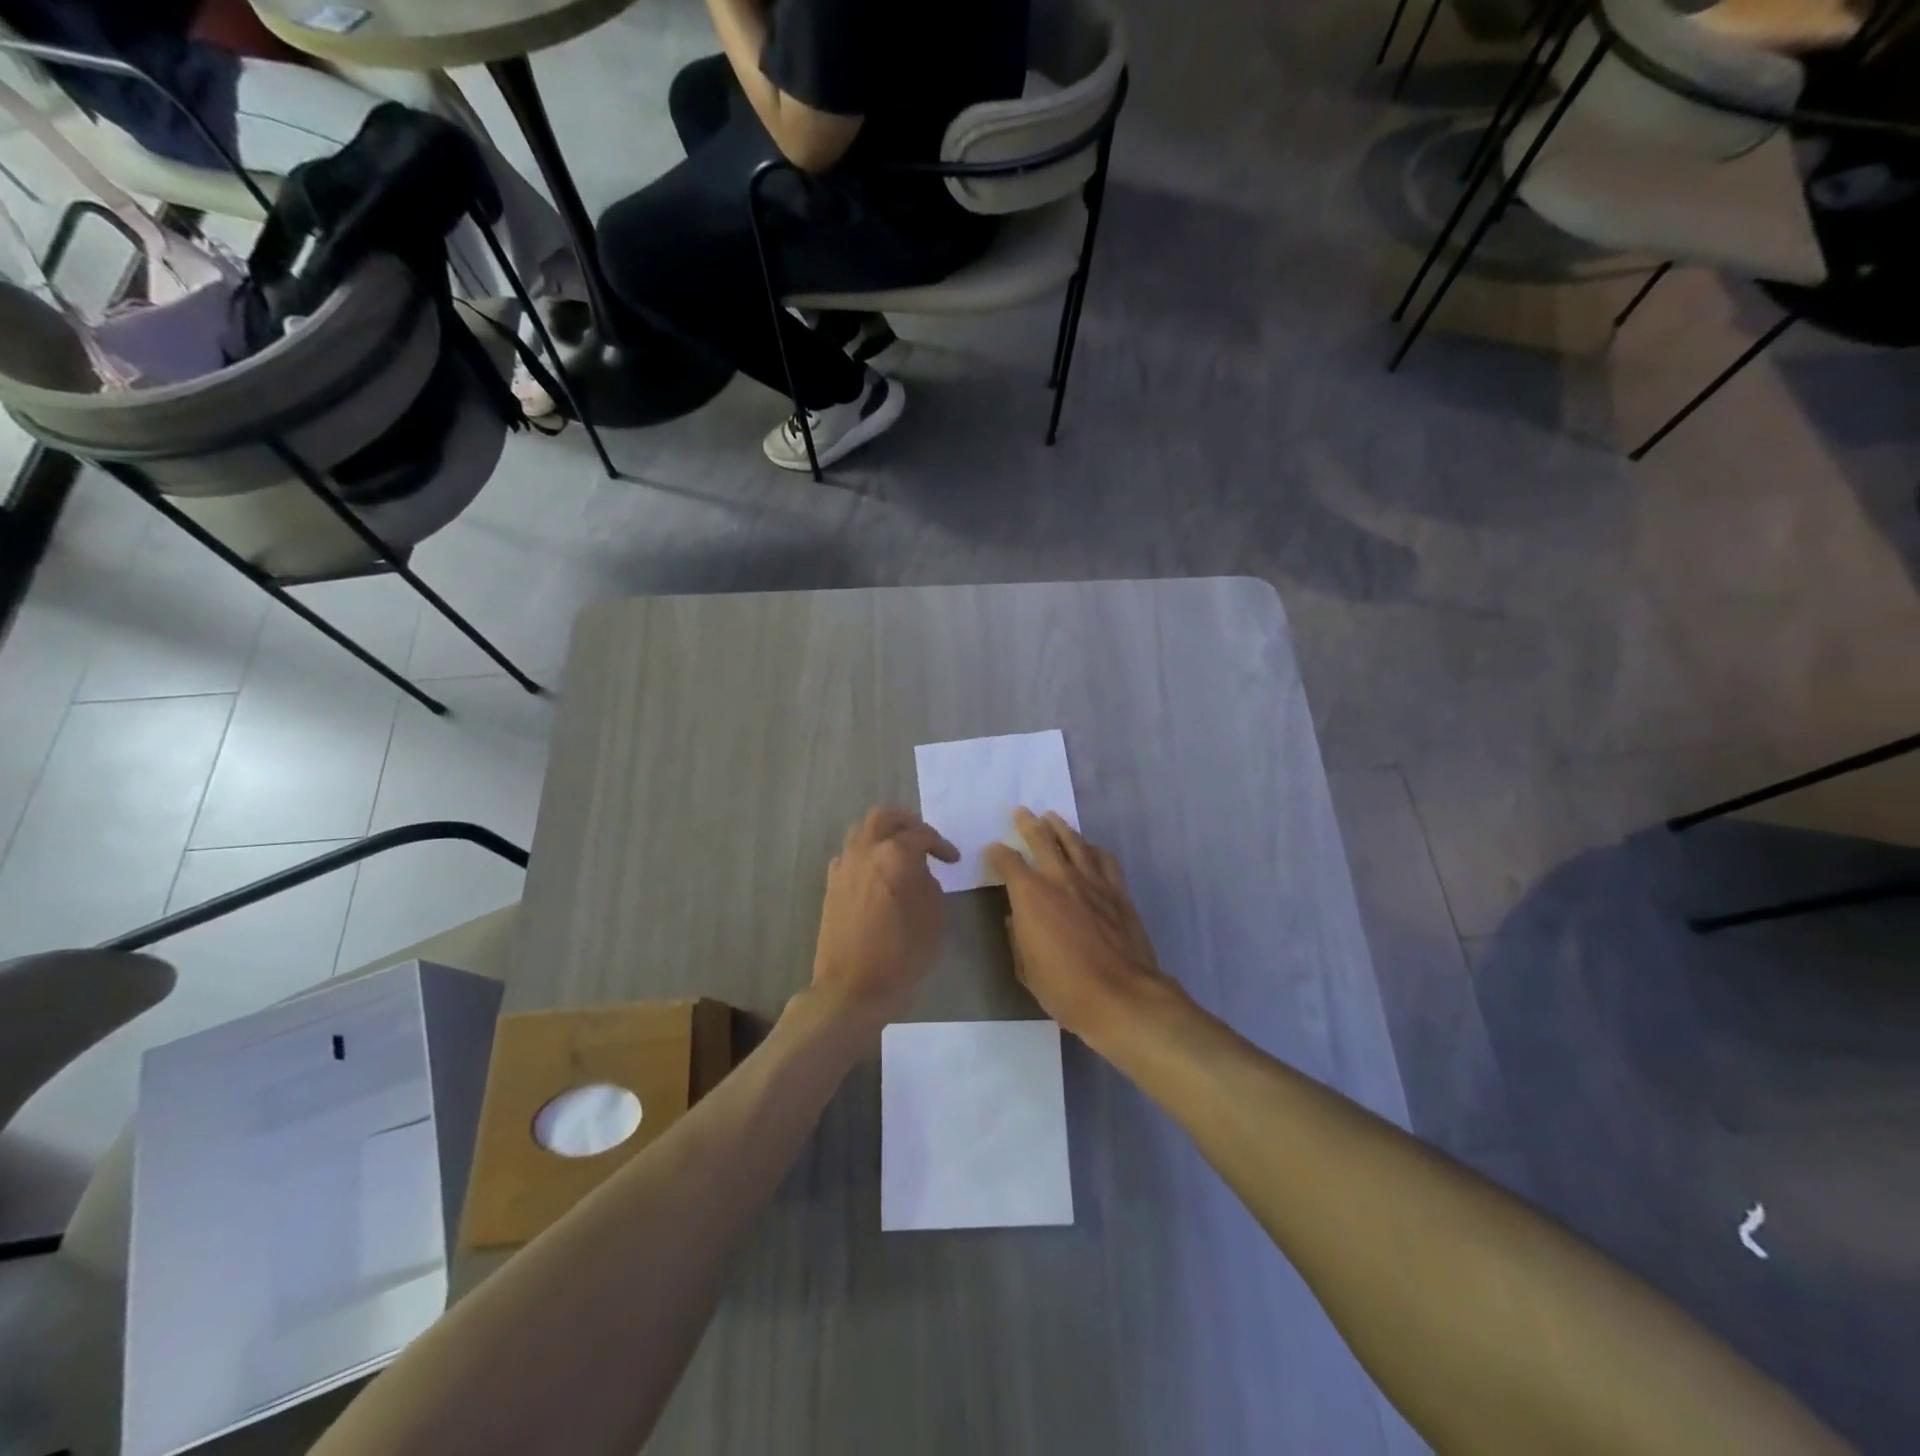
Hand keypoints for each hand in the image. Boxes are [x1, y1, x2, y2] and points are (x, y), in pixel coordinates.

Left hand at [811, 807, 959, 1030]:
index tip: (952, 859)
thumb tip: (918, 872)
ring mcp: (844, 866)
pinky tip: (875, 874)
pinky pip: (848, 855)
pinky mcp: (831, 885)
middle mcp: (866, 851)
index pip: (922, 834)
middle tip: (922, 837)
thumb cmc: (902, 953)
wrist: (853, 986)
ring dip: (881, 834)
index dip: (941, 844)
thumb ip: (929, 884)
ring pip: (860, 831)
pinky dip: (864, 855)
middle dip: (906, 822)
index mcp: (895, 855)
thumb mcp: (933, 917)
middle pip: (883, 817)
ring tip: (897, 852)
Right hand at [985, 809, 1175, 1042]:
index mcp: (1030, 895)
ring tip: (1052, 817)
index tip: (993, 850)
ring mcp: (1093, 882)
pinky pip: (1104, 859)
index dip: (997, 854)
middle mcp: (1060, 878)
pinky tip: (1090, 847)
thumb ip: (1017, 937)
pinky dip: (1093, 849)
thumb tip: (1015, 919)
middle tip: (1021, 812)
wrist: (1120, 995)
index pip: (1008, 862)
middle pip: (1042, 838)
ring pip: (1075, 842)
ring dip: (1061, 827)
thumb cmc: (1064, 987)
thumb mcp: (1025, 968)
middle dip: (1028, 823)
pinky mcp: (1118, 892)